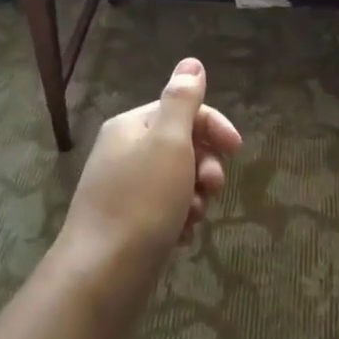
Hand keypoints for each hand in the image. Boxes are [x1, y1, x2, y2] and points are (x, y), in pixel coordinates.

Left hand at [51, 58, 240, 311]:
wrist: (101, 276)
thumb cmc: (141, 203)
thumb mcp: (168, 144)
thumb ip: (182, 101)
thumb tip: (191, 62)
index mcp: (131, 126)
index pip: (181, 109)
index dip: (213, 126)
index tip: (237, 151)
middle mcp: (124, 151)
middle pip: (181, 145)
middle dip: (204, 166)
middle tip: (211, 189)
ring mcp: (124, 189)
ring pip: (177, 182)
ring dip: (194, 197)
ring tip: (191, 220)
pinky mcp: (128, 224)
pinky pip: (165, 211)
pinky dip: (179, 220)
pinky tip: (181, 239)